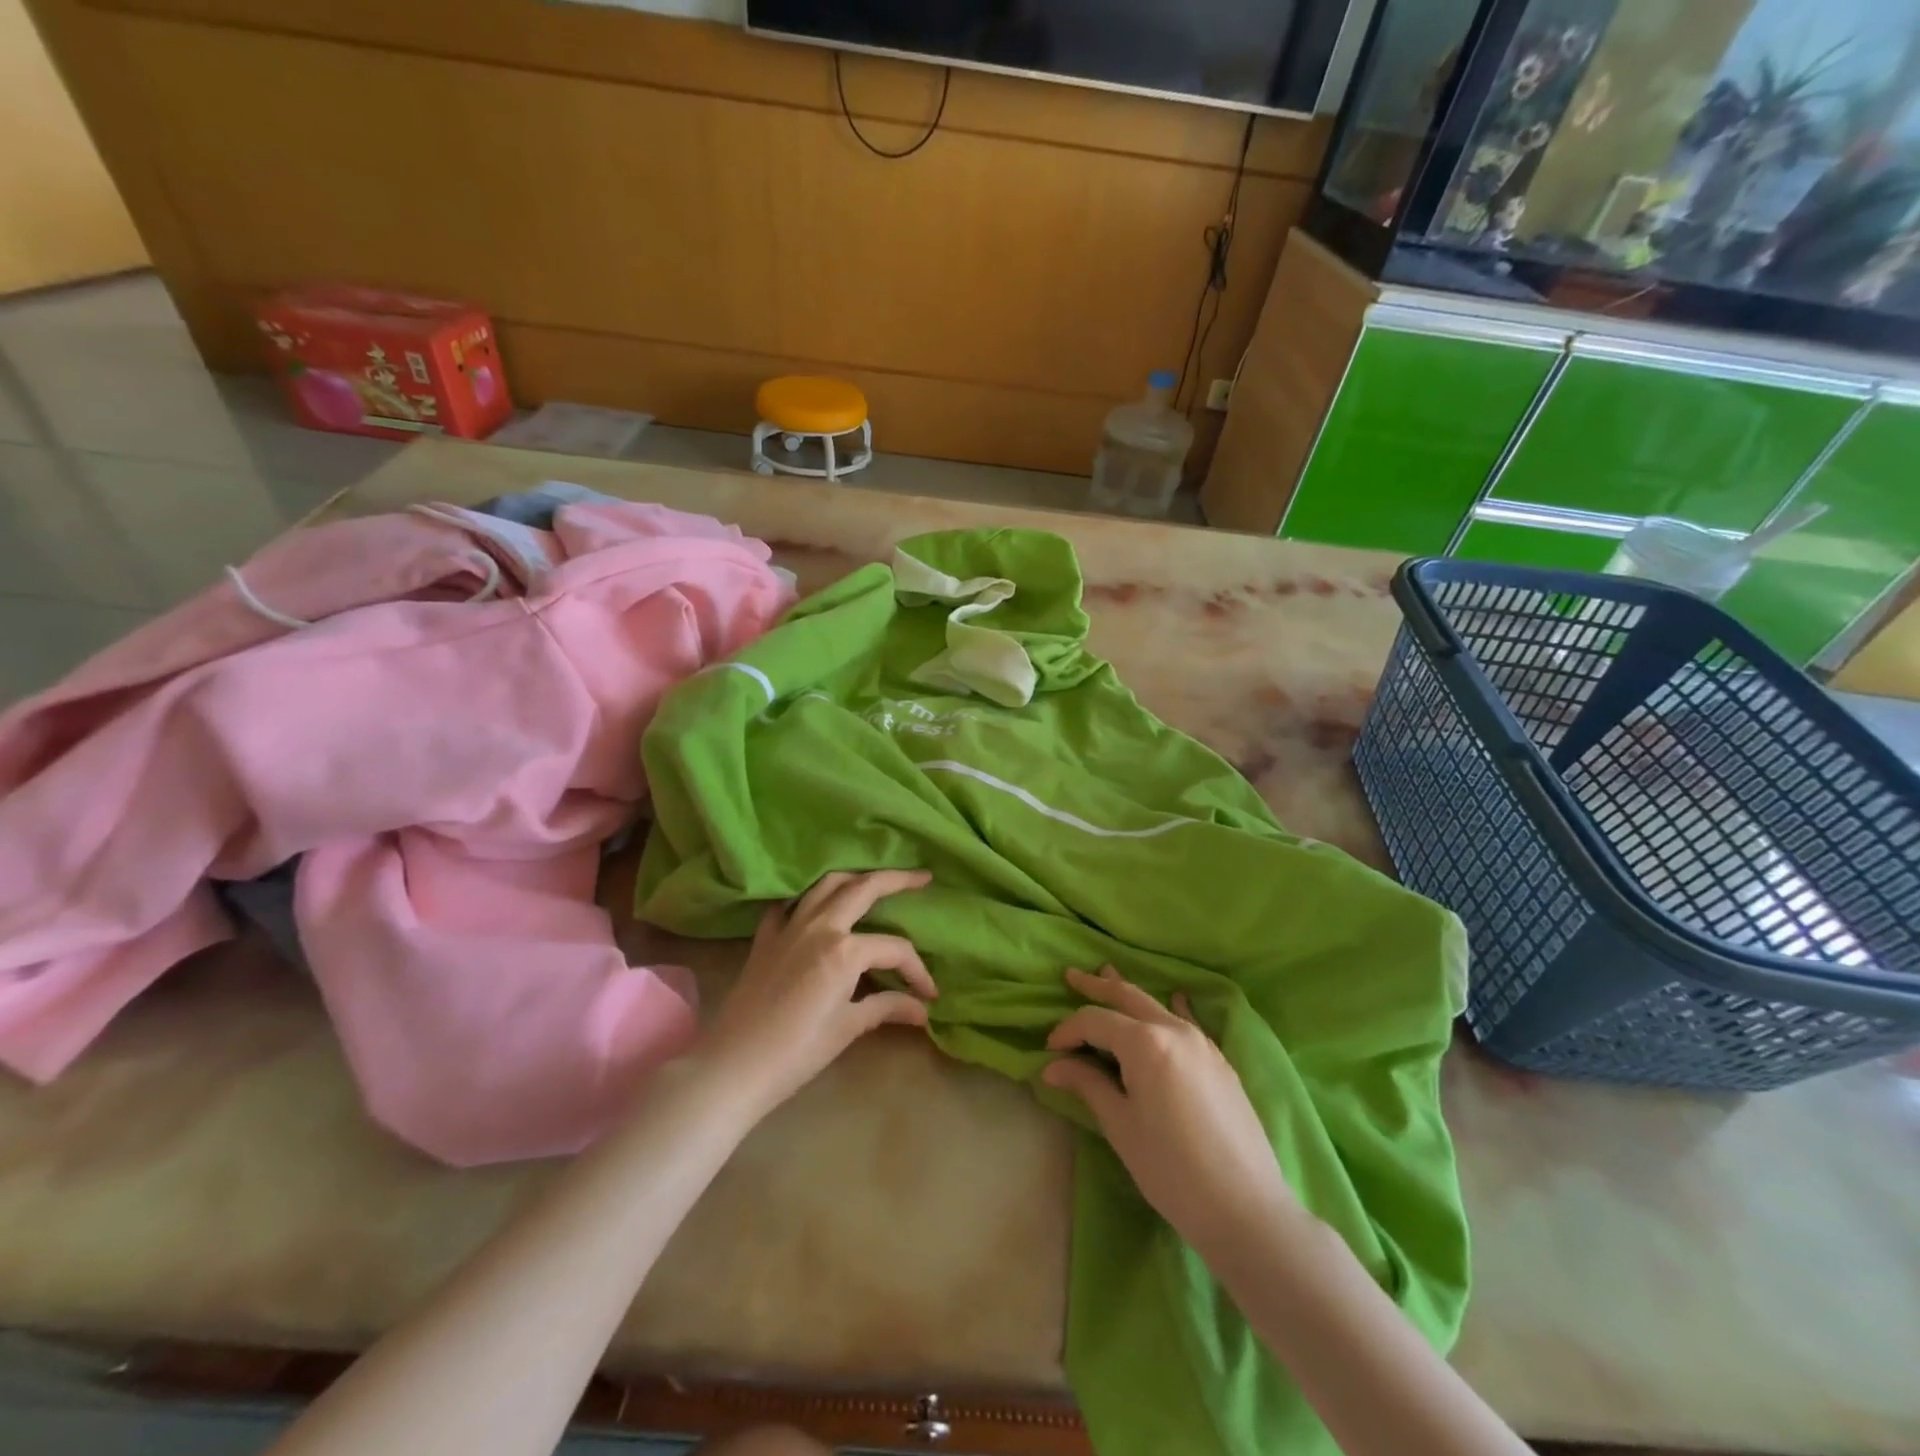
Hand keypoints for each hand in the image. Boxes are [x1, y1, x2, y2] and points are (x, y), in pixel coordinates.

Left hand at [697, 870, 936, 1117]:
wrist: (732, 1066)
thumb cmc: (796, 1053)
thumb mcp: (848, 1028)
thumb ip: (887, 1007)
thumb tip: (922, 1009)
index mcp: (845, 950)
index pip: (895, 948)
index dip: (917, 970)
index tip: (929, 994)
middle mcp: (819, 926)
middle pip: (864, 888)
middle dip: (897, 880)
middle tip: (922, 878)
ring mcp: (789, 926)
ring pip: (826, 884)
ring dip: (854, 877)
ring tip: (874, 880)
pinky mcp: (765, 937)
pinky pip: (789, 903)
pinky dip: (806, 896)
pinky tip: (815, 905)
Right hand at [1042, 967, 1296, 1260]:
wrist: (1244, 1208)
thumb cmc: (1171, 1169)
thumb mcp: (1121, 1126)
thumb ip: (1088, 1085)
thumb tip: (1053, 1066)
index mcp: (1145, 1042)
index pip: (1096, 1021)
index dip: (1068, 1030)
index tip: (1049, 1050)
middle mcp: (1175, 1030)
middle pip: (1128, 997)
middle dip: (1097, 986)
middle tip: (1071, 975)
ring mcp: (1203, 1043)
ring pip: (1157, 1006)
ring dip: (1129, 994)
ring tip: (1108, 975)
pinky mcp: (1220, 1062)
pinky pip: (1188, 1022)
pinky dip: (1171, 1008)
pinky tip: (1175, 997)